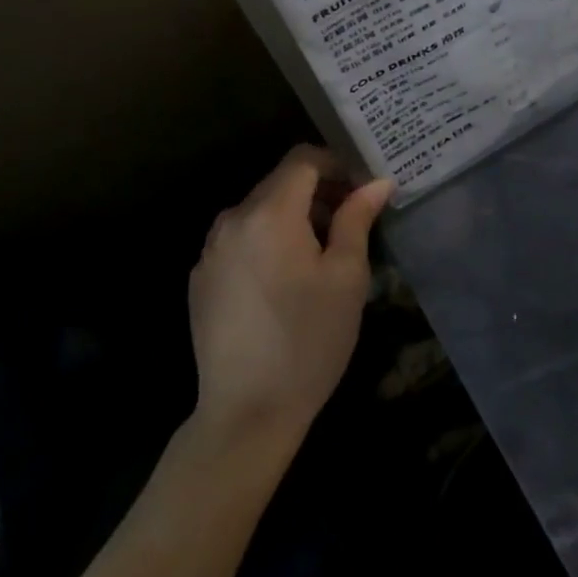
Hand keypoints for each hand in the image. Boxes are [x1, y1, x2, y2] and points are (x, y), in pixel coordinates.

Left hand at [188, 145, 393, 443]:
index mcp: (270, 212)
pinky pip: (239, 238)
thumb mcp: (346, 277)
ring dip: (291, 216)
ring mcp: (211, 249)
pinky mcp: (200, 278)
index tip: (359, 190)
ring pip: (259, 209)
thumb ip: (358, 218)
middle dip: (316, 192)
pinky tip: (282, 282)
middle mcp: (233, 219)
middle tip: (348, 222)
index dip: (335, 164)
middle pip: (280, 182)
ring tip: (318, 254)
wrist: (244, 417)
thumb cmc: (308, 341)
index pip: (303, 159)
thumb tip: (377, 182)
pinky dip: (265, 240)